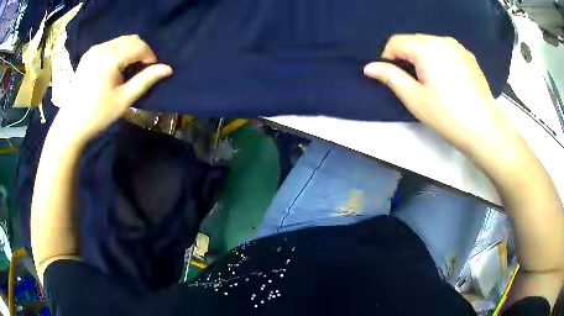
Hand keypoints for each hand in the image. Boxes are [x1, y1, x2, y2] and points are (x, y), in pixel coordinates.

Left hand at [56, 35, 171, 144]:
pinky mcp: (88, 55)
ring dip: (130, 51)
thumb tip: (168, 69)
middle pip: (130, 39)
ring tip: (128, 70)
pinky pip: (110, 45)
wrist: (70, 125)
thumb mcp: (124, 100)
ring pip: (120, 41)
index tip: (152, 70)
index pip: (139, 45)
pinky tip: (115, 68)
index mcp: (110, 58)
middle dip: (141, 52)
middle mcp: (102, 48)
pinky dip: (118, 52)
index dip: (150, 55)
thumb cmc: (98, 115)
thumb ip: (146, 80)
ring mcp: (94, 50)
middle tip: (141, 70)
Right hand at [363, 34, 516, 156]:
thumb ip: (390, 77)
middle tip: (414, 83)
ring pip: (430, 45)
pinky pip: (446, 51)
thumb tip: (369, 67)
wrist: (484, 129)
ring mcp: (458, 47)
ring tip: (432, 82)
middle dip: (407, 57)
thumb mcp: (414, 98)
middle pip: (414, 41)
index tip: (394, 78)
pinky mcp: (469, 56)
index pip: (396, 42)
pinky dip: (440, 60)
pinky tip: (448, 81)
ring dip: (423, 58)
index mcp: (426, 47)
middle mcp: (442, 40)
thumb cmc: (447, 116)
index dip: (388, 58)